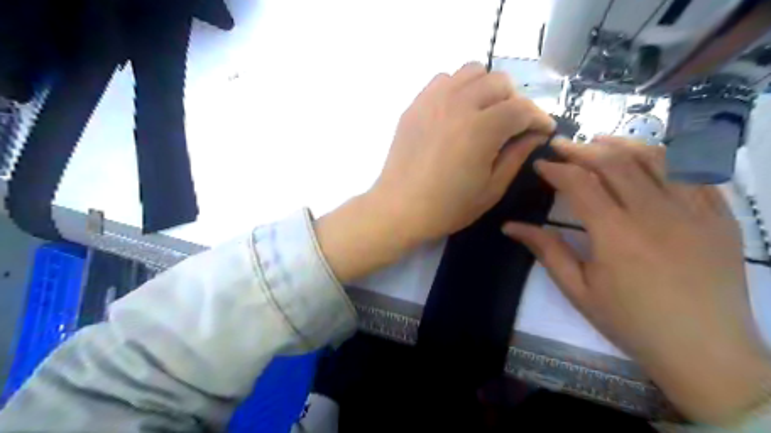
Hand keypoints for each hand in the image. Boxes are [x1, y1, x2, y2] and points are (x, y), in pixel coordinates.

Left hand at [315, 63, 557, 281]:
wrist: (399, 208)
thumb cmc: (447, 207)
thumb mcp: (491, 189)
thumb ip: (517, 156)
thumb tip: (536, 134)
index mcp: (481, 129)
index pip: (521, 109)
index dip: (539, 118)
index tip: (544, 130)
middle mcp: (458, 104)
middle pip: (499, 82)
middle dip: (515, 101)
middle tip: (514, 124)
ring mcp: (433, 101)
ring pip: (471, 72)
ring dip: (487, 88)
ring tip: (486, 112)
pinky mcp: (416, 105)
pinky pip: (444, 80)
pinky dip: (459, 88)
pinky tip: (458, 111)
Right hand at [504, 137, 770, 424]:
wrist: (705, 351)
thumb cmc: (631, 322)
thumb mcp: (578, 290)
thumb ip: (546, 251)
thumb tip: (510, 226)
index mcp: (615, 234)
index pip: (580, 183)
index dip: (556, 169)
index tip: (540, 164)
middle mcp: (655, 214)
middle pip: (615, 162)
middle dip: (583, 149)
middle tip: (562, 144)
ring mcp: (694, 212)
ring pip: (657, 159)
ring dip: (623, 144)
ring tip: (600, 141)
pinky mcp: (721, 217)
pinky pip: (694, 174)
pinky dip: (666, 158)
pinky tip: (648, 158)